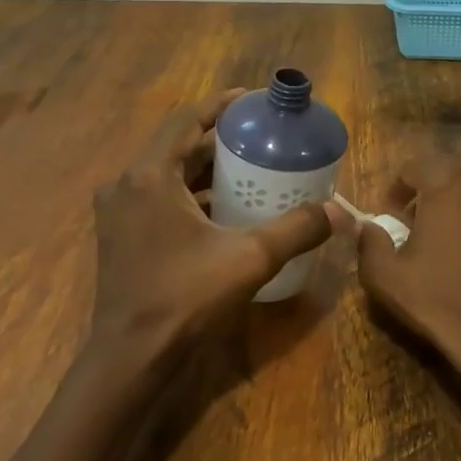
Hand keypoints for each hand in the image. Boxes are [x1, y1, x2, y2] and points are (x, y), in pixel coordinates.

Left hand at [89, 90, 350, 374]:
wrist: (131, 359)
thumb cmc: (185, 298)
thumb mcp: (249, 259)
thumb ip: (296, 229)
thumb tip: (341, 212)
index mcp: (149, 175)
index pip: (185, 120)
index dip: (219, 106)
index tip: (251, 101)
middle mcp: (126, 185)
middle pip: (177, 146)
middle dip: (218, 140)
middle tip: (260, 139)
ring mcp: (119, 212)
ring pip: (167, 174)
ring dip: (205, 169)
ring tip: (249, 169)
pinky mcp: (121, 236)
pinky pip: (159, 198)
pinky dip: (191, 195)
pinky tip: (224, 209)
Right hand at [355, 155, 460, 374]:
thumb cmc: (440, 299)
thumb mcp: (386, 275)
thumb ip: (368, 242)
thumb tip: (364, 226)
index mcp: (448, 182)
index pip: (414, 167)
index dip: (397, 189)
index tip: (389, 215)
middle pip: (447, 174)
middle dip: (428, 193)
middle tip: (414, 225)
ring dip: (457, 204)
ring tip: (445, 239)